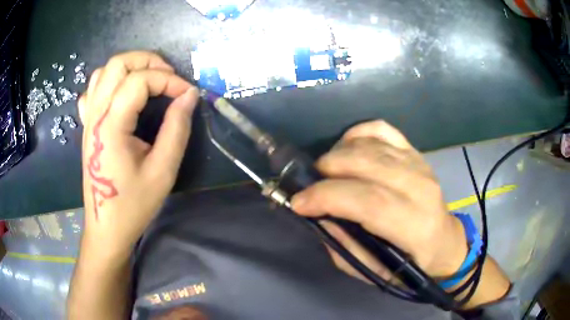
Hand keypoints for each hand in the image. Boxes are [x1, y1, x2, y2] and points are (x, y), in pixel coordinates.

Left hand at [78, 51, 198, 259]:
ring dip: (129, 67)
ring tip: (149, 80)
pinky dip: (110, 82)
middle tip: (168, 77)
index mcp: (111, 126)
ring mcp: (88, 119)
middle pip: (118, 64)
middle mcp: (95, 115)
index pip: (140, 81)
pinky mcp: (87, 126)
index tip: (187, 94)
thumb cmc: (133, 204)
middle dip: (148, 61)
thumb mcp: (162, 171)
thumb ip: (177, 128)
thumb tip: (189, 95)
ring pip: (103, 72)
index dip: (169, 80)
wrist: (106, 227)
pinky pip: (93, 90)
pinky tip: (121, 96)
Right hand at [292, 120, 467, 280]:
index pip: (368, 201)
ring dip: (337, 154)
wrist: (444, 242)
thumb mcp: (374, 271)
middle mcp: (420, 188)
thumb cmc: (411, 264)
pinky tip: (347, 149)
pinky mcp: (414, 152)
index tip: (299, 203)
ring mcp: (419, 163)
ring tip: (327, 172)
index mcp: (415, 226)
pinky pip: (381, 129)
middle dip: (327, 171)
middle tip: (311, 186)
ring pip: (370, 144)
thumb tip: (319, 216)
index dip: (327, 197)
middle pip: (366, 164)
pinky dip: (357, 134)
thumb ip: (345, 246)